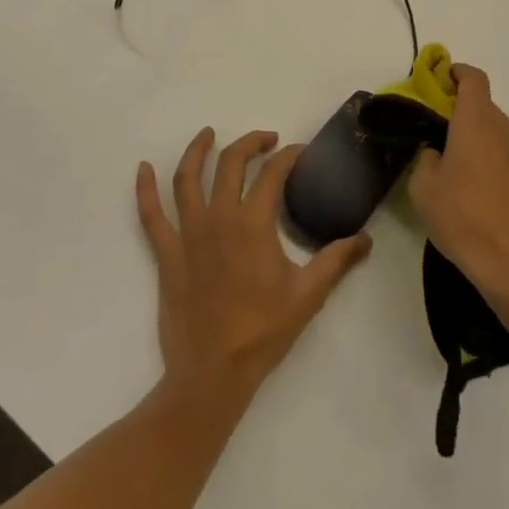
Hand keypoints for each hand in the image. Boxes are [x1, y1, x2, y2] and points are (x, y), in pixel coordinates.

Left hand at [137, 129, 371, 404]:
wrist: (212, 374)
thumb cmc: (263, 331)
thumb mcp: (308, 295)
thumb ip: (336, 261)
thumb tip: (365, 239)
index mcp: (253, 224)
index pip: (273, 173)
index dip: (289, 156)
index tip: (300, 152)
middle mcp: (219, 218)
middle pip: (230, 163)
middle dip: (250, 143)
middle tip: (267, 139)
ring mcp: (188, 234)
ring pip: (187, 179)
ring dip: (197, 150)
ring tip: (208, 133)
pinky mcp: (166, 254)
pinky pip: (150, 215)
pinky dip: (144, 189)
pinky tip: (142, 168)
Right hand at [409, 64, 508, 312]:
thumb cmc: (464, 217)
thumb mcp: (424, 188)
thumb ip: (428, 159)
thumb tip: (439, 154)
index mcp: (477, 121)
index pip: (473, 78)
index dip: (457, 73)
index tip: (441, 80)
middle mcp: (506, 129)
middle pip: (484, 107)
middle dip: (462, 114)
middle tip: (439, 136)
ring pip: (498, 134)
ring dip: (479, 141)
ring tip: (458, 171)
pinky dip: (494, 163)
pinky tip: (480, 194)